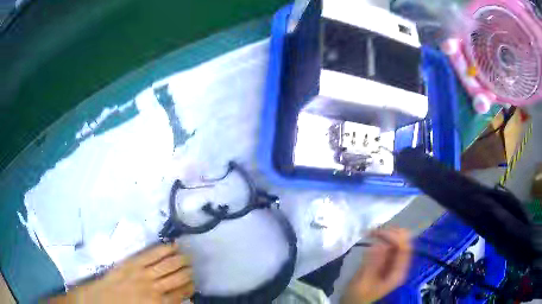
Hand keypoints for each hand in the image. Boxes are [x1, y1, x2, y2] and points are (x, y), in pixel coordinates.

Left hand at [50, 243, 194, 303]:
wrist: (98, 301)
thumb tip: (182, 300)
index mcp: (158, 303)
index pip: (183, 292)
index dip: (190, 287)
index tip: (192, 284)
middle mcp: (154, 287)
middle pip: (178, 276)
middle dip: (188, 271)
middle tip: (192, 267)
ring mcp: (143, 272)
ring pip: (168, 263)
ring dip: (180, 258)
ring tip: (187, 256)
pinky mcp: (132, 262)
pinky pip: (152, 253)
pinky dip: (164, 248)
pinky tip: (172, 245)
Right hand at [342, 228, 411, 303]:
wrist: (353, 303)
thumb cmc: (357, 296)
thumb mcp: (362, 282)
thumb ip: (371, 264)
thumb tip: (379, 245)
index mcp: (397, 273)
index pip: (404, 249)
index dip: (394, 237)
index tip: (377, 232)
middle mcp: (400, 265)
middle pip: (404, 242)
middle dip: (392, 232)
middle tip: (374, 229)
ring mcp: (394, 262)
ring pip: (398, 241)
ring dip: (387, 233)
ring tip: (371, 231)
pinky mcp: (387, 261)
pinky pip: (390, 245)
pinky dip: (383, 238)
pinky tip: (373, 236)